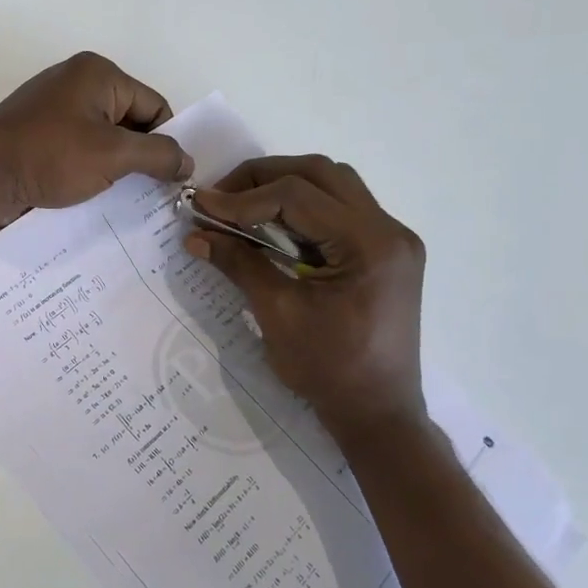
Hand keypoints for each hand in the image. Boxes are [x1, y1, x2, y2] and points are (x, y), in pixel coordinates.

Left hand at [0, 52, 194, 225]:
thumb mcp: (113, 154)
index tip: (174, 179)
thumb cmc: (50, 155)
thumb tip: (188, 162)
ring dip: (117, 170)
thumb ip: (158, 155)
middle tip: (157, 195)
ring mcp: (56, 112)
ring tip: (131, 202)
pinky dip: (92, 173)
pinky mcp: (40, 138)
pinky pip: (79, 152)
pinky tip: (100, 199)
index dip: (168, 142)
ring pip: (105, 141)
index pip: (155, 106)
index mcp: (98, 74)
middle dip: (143, 157)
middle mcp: (78, 84)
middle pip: (131, 122)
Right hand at [185, 155, 428, 435]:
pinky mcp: (384, 252)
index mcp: (370, 244)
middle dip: (263, 178)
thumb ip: (239, 264)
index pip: (298, 195)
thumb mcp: (277, 314)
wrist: (378, 414)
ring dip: (284, 186)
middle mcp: (389, 230)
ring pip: (333, 185)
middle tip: (221, 198)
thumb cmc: (329, 370)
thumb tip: (196, 233)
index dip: (244, 197)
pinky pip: (339, 210)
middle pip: (320, 173)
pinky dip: (302, 208)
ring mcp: (391, 239)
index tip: (202, 208)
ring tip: (242, 206)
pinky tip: (271, 225)